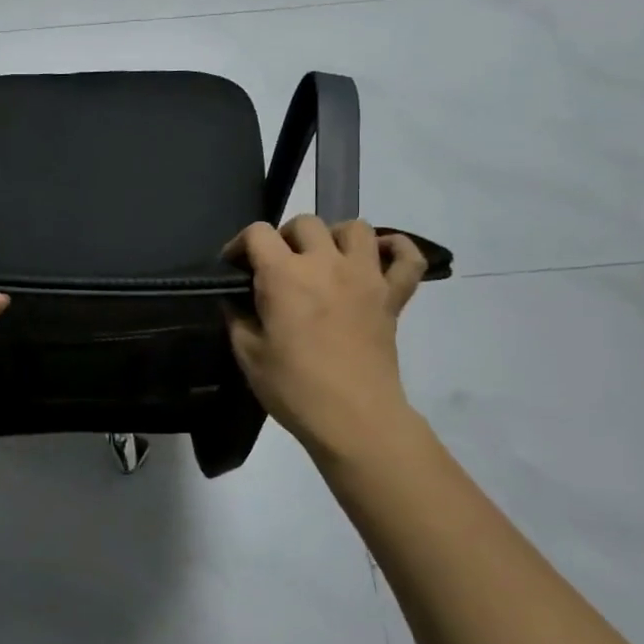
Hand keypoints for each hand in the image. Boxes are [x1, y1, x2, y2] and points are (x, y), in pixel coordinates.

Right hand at [223, 217, 428, 458]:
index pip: (257, 233)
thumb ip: (237, 316)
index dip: (240, 245)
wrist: (355, 420)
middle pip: (304, 223)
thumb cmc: (294, 388)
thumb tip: (235, 299)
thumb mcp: (248, 354)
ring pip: (355, 228)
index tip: (235, 267)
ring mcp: (365, 276)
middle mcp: (325, 263)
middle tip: (277, 267)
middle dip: (284, 239)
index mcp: (284, 275)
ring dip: (335, 236)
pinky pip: (408, 258)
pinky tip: (380, 255)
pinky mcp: (393, 296)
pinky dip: (397, 249)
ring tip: (324, 259)